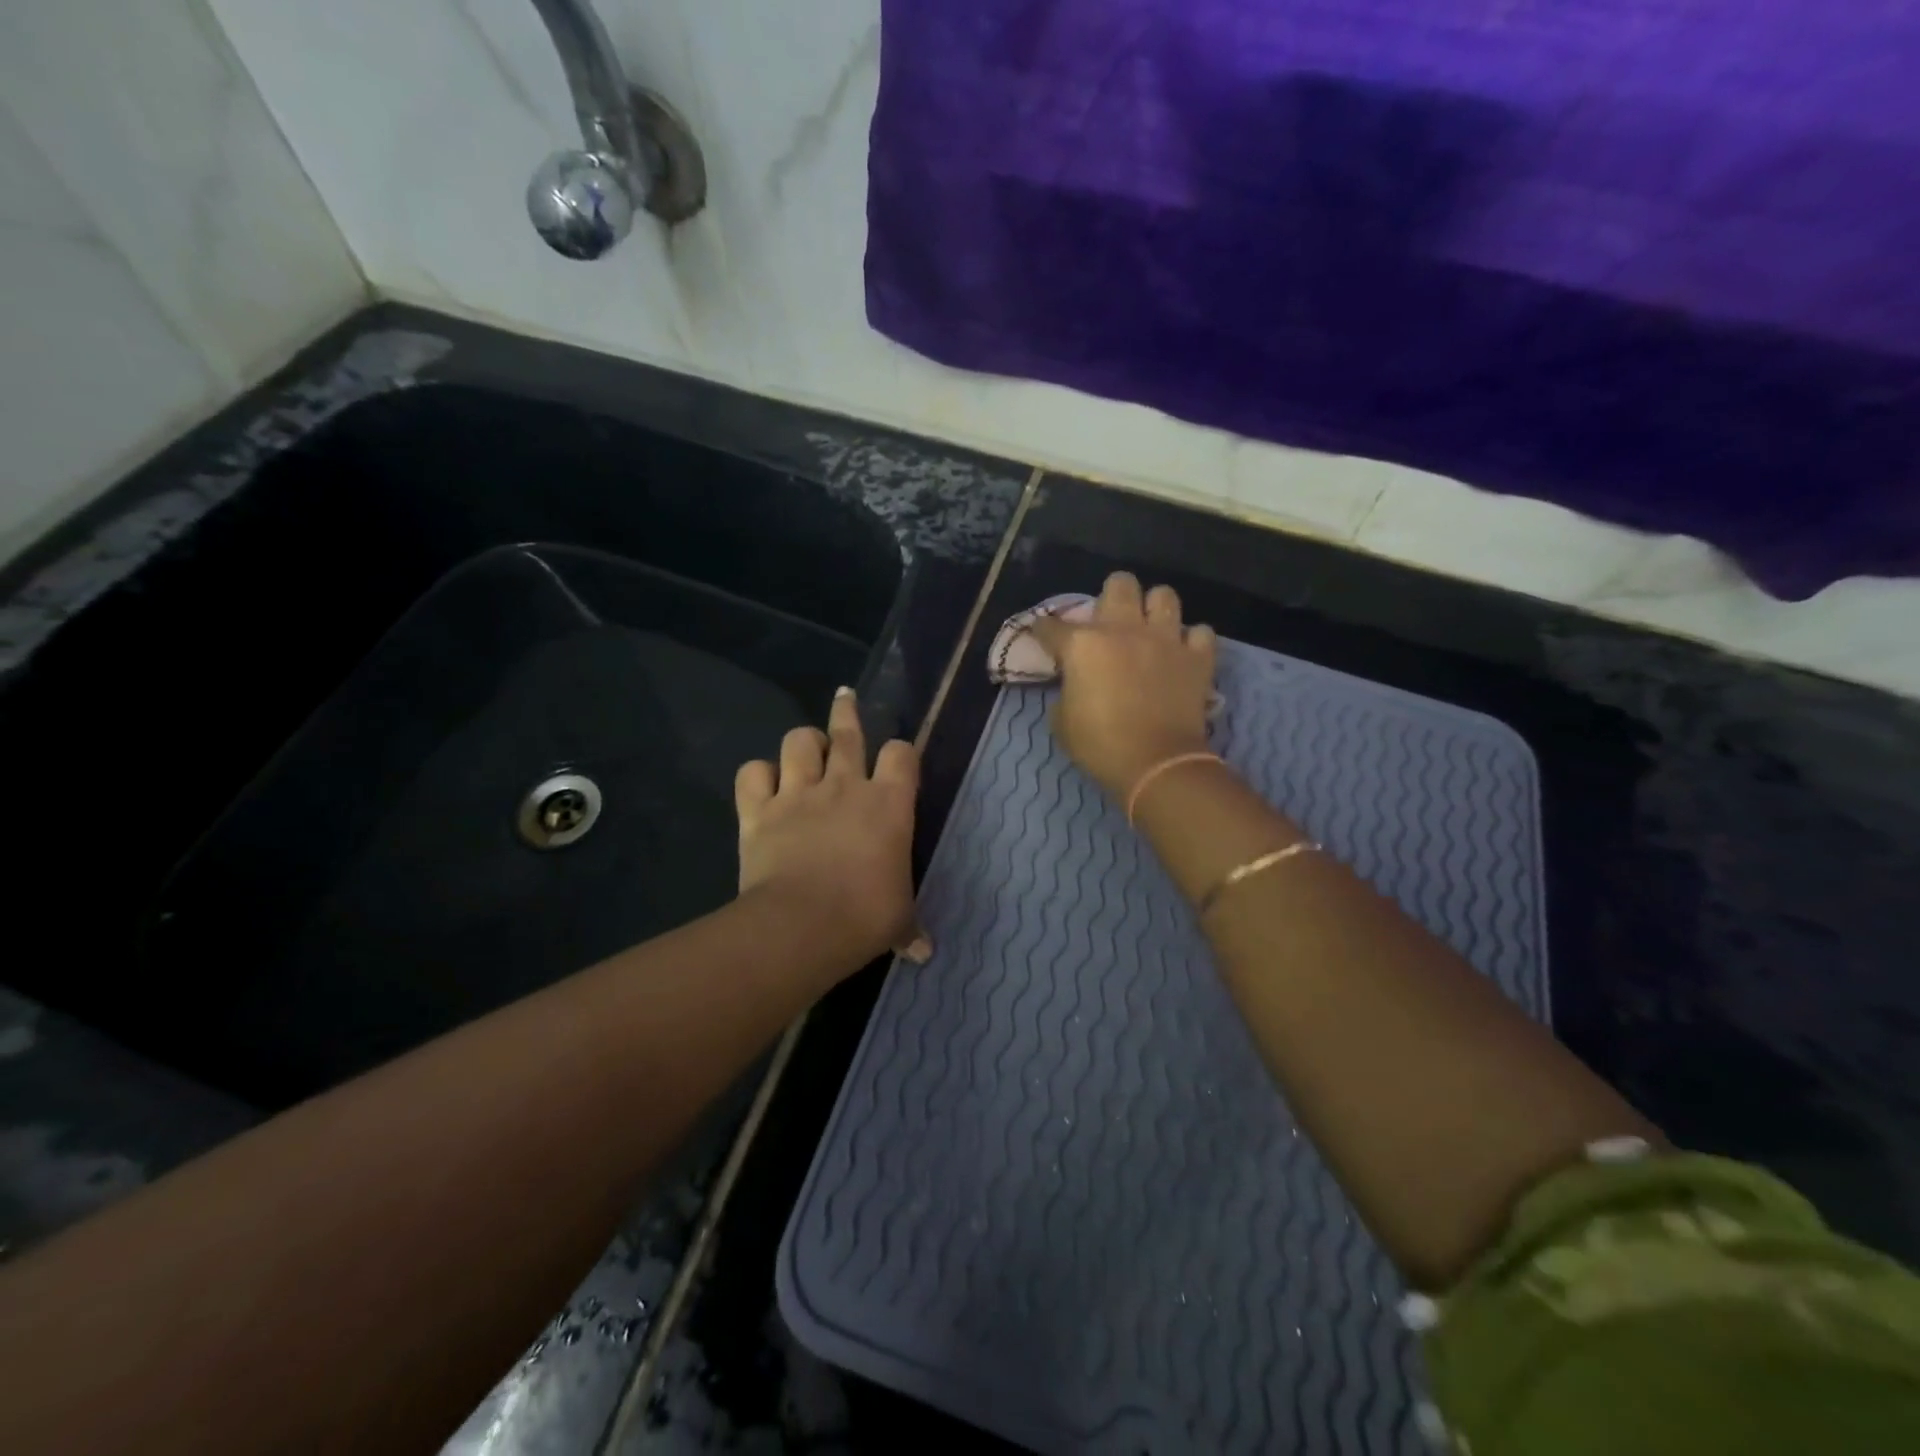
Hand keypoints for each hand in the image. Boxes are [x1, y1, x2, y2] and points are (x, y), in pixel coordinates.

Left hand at [734, 687, 929, 971]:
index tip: (898, 762)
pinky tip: (763, 785)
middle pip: (848, 731)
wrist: (802, 925)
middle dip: (848, 712)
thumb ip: (910, 928)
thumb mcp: (898, 920)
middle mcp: (845, 786)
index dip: (901, 754)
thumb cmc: (865, 916)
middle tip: (846, 699)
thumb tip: (924, 953)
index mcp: (888, 804)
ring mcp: (798, 793)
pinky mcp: (759, 810)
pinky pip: (751, 773)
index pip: (902, 754)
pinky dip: (757, 775)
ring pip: (799, 741)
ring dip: (804, 742)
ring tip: (807, 750)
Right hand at [1030, 572, 1216, 800]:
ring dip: (1154, 609)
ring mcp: (1165, 639)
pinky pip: (1200, 632)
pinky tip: (1182, 652)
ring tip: (1150, 628)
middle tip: (1109, 621)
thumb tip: (1074, 684)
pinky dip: (1191, 640)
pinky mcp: (1197, 657)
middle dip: (1111, 596)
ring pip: (1164, 595)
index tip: (1043, 635)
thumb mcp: (1062, 721)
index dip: (1044, 630)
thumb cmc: (1100, 745)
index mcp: (1083, 645)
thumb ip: (1065, 691)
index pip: (1052, 625)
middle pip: (1120, 583)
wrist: (1156, 763)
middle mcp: (1124, 629)